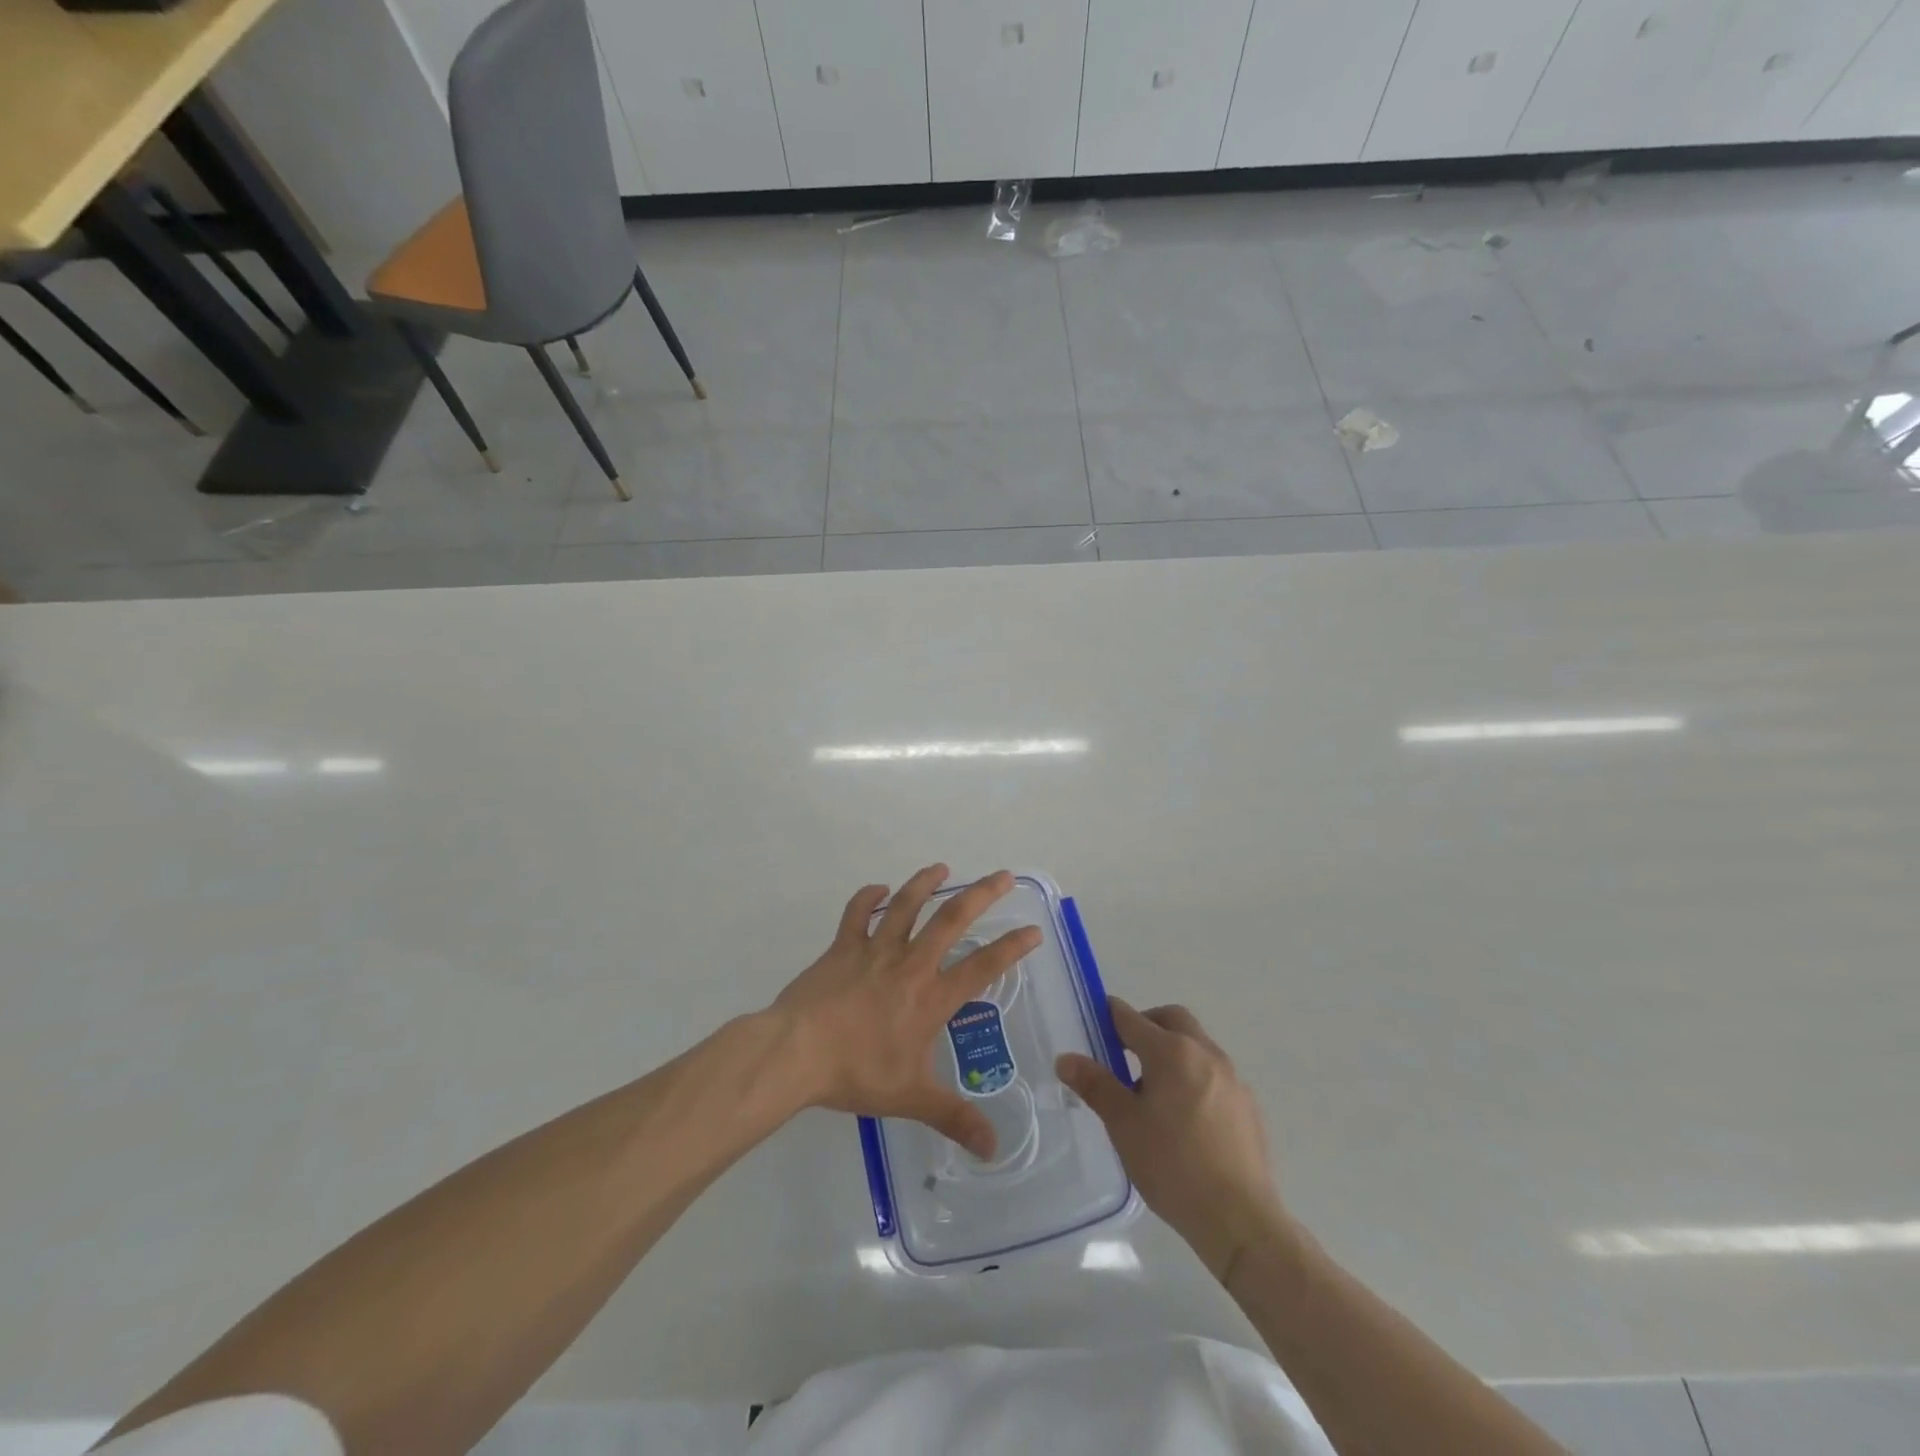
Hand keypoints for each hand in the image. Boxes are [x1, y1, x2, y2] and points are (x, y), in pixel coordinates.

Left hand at [774, 865, 1041, 1158]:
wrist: (798, 1052)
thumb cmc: (857, 1073)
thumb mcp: (911, 1099)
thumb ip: (954, 1118)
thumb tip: (994, 1149)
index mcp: (931, 998)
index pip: (982, 967)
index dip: (1011, 948)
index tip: (1033, 930)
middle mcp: (910, 965)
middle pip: (951, 920)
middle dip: (980, 895)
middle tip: (1002, 876)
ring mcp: (874, 950)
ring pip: (905, 906)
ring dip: (925, 883)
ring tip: (941, 868)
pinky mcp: (842, 947)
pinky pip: (857, 914)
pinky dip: (868, 898)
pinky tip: (878, 889)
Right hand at [1056, 999, 1286, 1281]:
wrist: (1240, 1219)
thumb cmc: (1173, 1166)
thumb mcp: (1124, 1125)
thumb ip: (1095, 1085)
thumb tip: (1065, 1059)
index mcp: (1171, 1051)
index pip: (1130, 1018)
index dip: (1109, 1016)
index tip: (1094, 1024)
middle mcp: (1204, 1053)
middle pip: (1171, 1019)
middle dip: (1146, 1024)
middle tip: (1124, 1052)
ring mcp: (1232, 1077)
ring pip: (1196, 1044)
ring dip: (1172, 1051)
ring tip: (1154, 1092)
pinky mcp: (1248, 1104)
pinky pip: (1214, 1073)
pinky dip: (1194, 1076)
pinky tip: (1186, 1118)